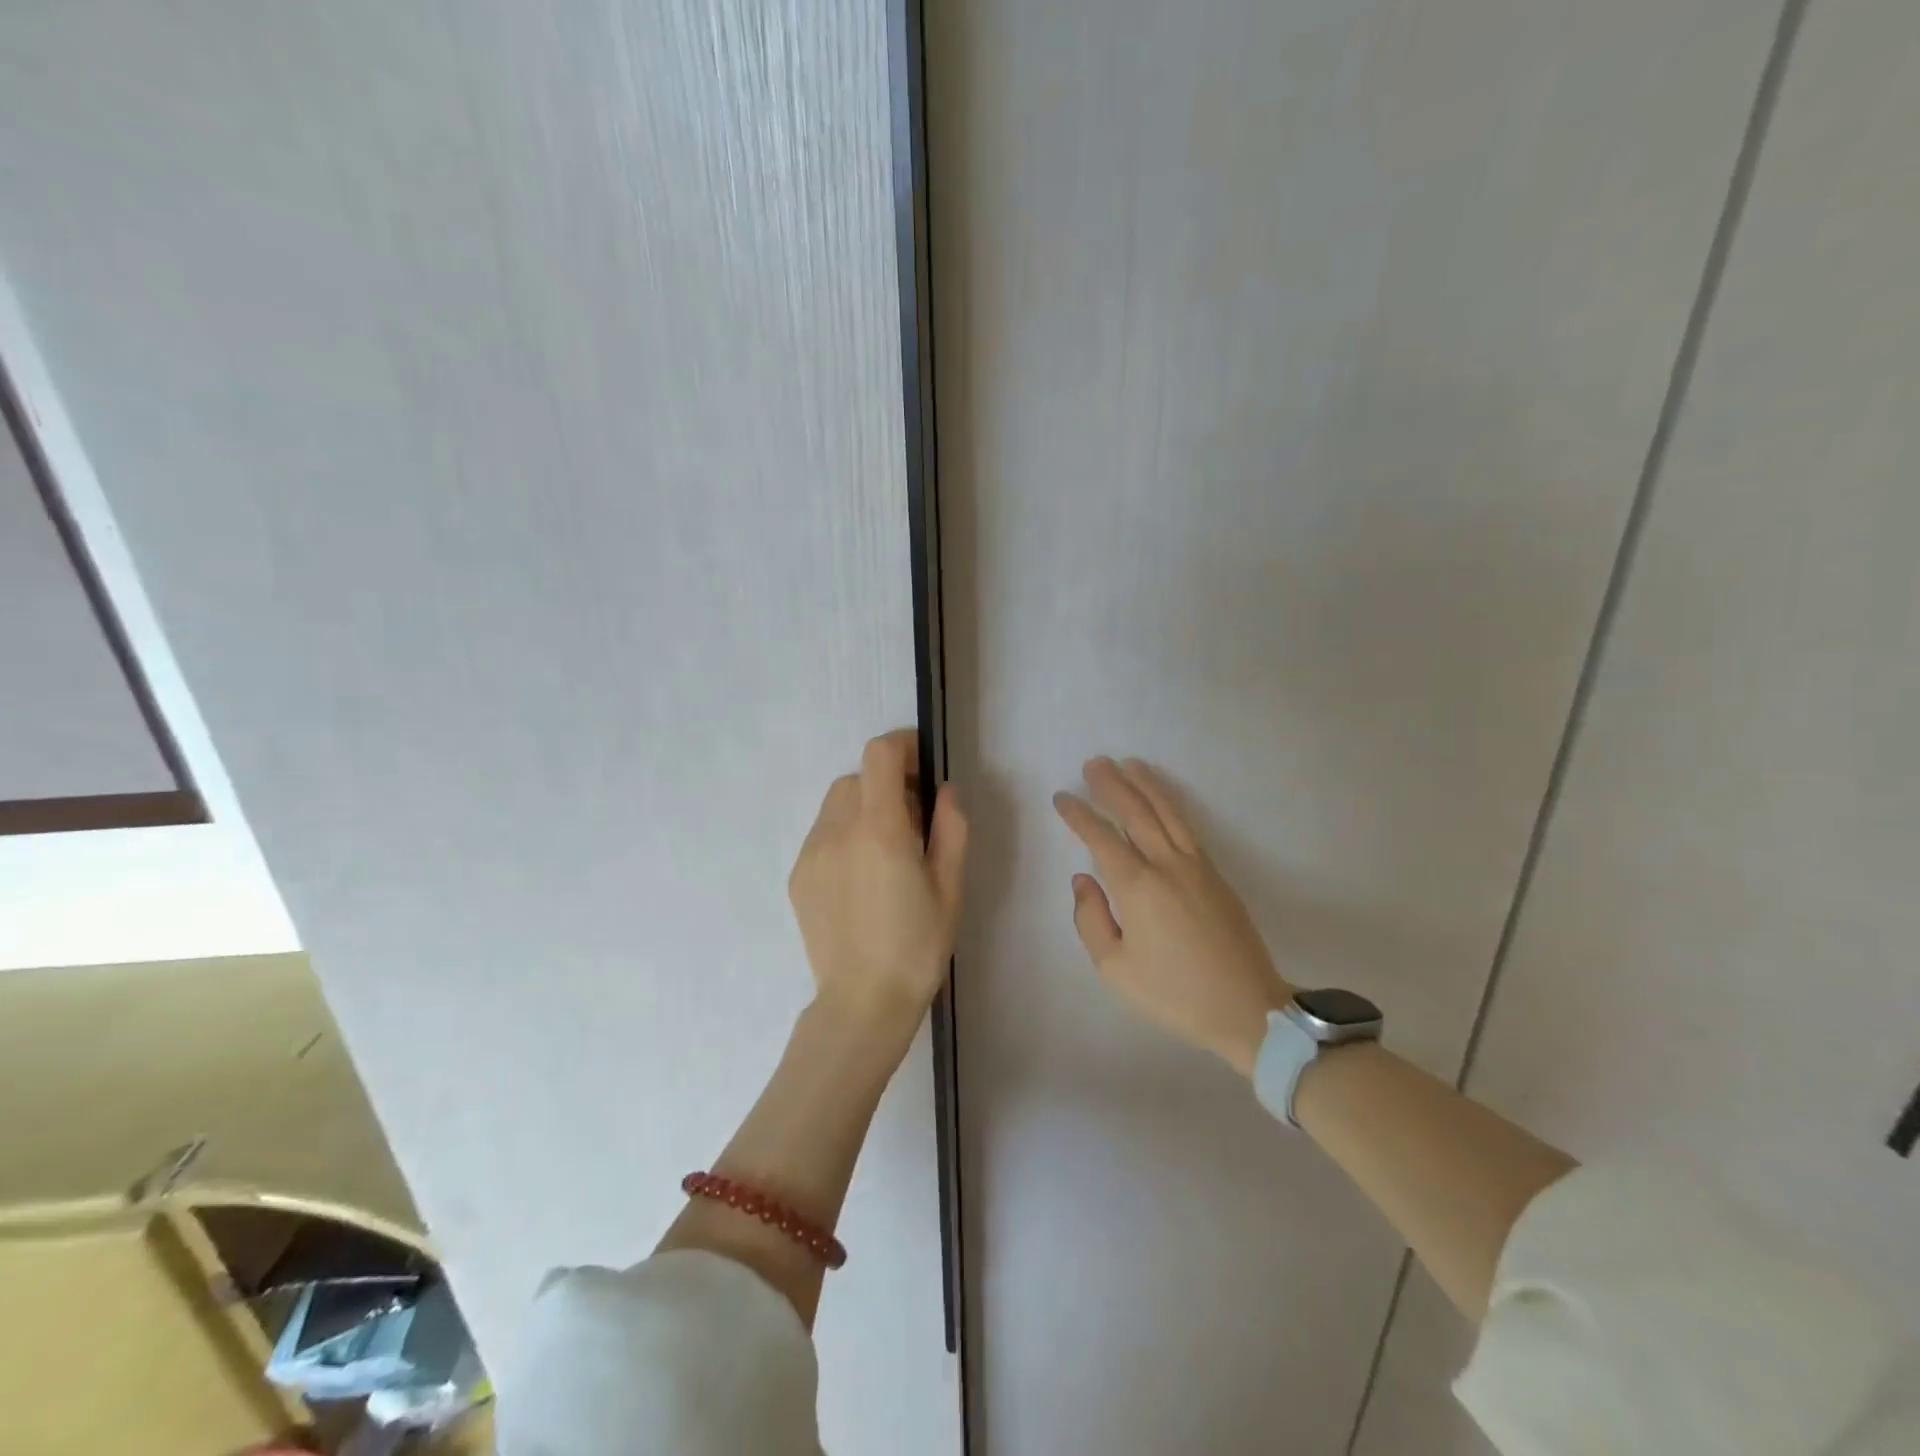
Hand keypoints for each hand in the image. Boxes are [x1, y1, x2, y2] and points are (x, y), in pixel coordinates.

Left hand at [789, 730, 967, 1047]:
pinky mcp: (798, 876)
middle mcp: (837, 831)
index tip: (922, 768)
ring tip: (886, 853)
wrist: (862, 1004)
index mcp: (879, 830)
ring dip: (864, 809)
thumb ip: (951, 828)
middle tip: (914, 824)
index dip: (903, 747)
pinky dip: (845, 836)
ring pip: (836, 805)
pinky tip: (861, 878)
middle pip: (858, 777)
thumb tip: (944, 791)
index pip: (879, 755)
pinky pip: (823, 834)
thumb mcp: (950, 887)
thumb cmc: (917, 947)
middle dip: (887, 785)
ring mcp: (811, 853)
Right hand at [1054, 757, 1292, 1074]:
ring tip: (1128, 764)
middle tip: (1094, 763)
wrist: (1247, 1009)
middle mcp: (1167, 865)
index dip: (1079, 815)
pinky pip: (1187, 827)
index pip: (1101, 838)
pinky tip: (1162, 799)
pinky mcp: (1216, 874)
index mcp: (1138, 887)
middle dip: (1112, 786)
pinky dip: (1171, 805)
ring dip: (1145, 785)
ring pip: (1168, 812)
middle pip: (1137, 813)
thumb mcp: (1115, 968)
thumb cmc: (1173, 994)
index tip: (1062, 797)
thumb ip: (1091, 919)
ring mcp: (1197, 866)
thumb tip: (1083, 879)